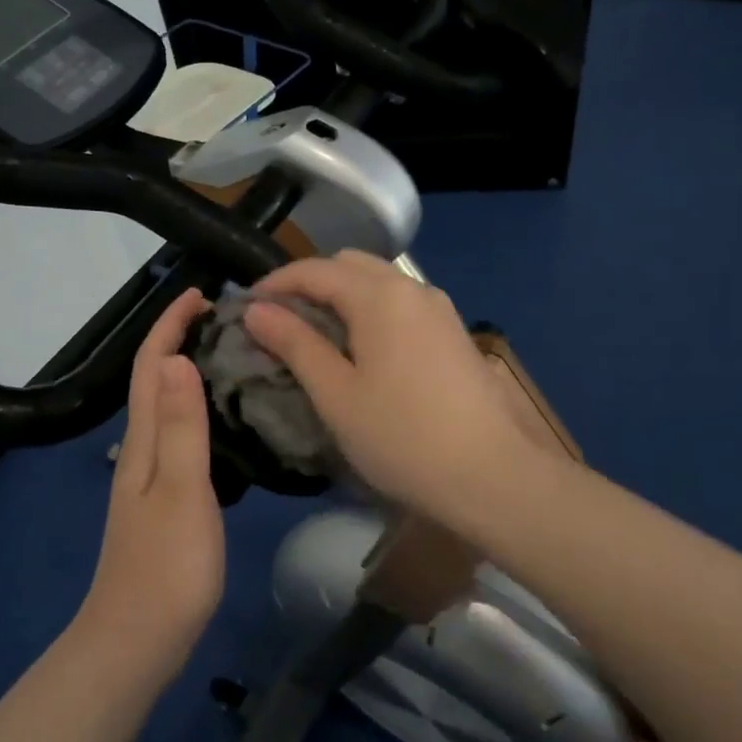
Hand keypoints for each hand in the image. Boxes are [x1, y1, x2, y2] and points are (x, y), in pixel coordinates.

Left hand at [74, 287, 223, 685]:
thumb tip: (178, 358)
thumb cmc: (165, 567)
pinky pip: (177, 435)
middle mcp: (140, 450)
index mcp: (144, 441)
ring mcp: (148, 477)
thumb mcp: (181, 491)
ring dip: (187, 372)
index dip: (170, 326)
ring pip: (165, 407)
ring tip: (228, 356)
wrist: (136, 641)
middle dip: (178, 339)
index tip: (200, 295)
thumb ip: (182, 427)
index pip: (152, 366)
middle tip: (225, 319)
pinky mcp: (162, 501)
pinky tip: (220, 421)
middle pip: (154, 380)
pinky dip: (195, 410)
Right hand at [244, 252, 543, 526]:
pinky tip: (363, 349)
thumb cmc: (402, 437)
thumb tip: (257, 310)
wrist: (495, 476)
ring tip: (317, 335)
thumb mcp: (336, 394)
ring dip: (342, 296)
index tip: (246, 307)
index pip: (315, 270)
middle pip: (350, 265)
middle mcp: (412, 288)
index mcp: (379, 295)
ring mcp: (440, 310)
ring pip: (379, 283)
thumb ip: (295, 344)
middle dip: (310, 283)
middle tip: (281, 321)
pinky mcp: (454, 334)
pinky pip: (401, 304)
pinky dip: (371, 311)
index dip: (275, 283)